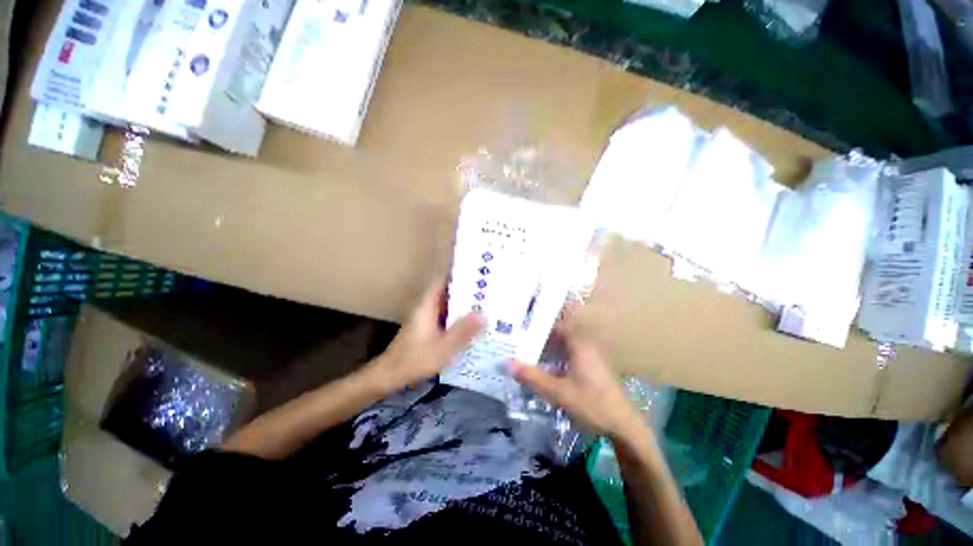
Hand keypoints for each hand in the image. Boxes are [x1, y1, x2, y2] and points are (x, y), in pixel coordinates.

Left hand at [366, 281, 483, 394]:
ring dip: (464, 302)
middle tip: (489, 285)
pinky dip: (459, 315)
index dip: (457, 271)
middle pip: (448, 291)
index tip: (476, 267)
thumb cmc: (414, 359)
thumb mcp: (442, 347)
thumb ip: (462, 331)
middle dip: (466, 287)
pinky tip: (473, 321)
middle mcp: (427, 307)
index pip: (443, 280)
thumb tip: (483, 314)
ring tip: (486, 300)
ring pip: (448, 304)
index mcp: (428, 305)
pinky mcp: (428, 328)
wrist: (389, 375)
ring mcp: (427, 317)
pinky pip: (447, 316)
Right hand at [511, 317, 644, 439]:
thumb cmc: (593, 404)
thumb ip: (532, 377)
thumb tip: (506, 363)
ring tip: (525, 343)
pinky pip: (567, 352)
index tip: (524, 314)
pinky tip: (541, 362)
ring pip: (563, 342)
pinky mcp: (589, 366)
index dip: (542, 316)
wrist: (623, 425)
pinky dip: (554, 353)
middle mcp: (584, 344)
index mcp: (579, 344)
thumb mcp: (559, 392)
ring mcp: (588, 355)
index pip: (558, 320)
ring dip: (546, 342)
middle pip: (558, 330)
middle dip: (540, 329)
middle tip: (518, 329)